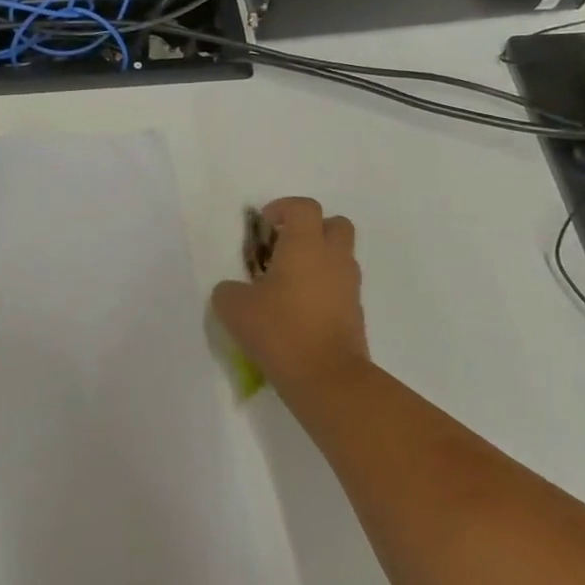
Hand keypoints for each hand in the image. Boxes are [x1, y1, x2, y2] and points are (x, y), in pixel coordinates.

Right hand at [212, 198, 369, 402]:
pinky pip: (340, 287)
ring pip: (340, 256)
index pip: (304, 206)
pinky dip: (324, 289)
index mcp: (306, 245)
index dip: (283, 208)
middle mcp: (333, 258)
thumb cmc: (280, 330)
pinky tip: (299, 311)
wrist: (328, 378)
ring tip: (288, 284)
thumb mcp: (234, 307)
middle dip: (311, 229)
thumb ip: (228, 290)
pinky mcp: (356, 313)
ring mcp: (350, 286)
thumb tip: (234, 290)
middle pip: (334, 224)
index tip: (264, 226)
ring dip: (318, 260)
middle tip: (284, 249)